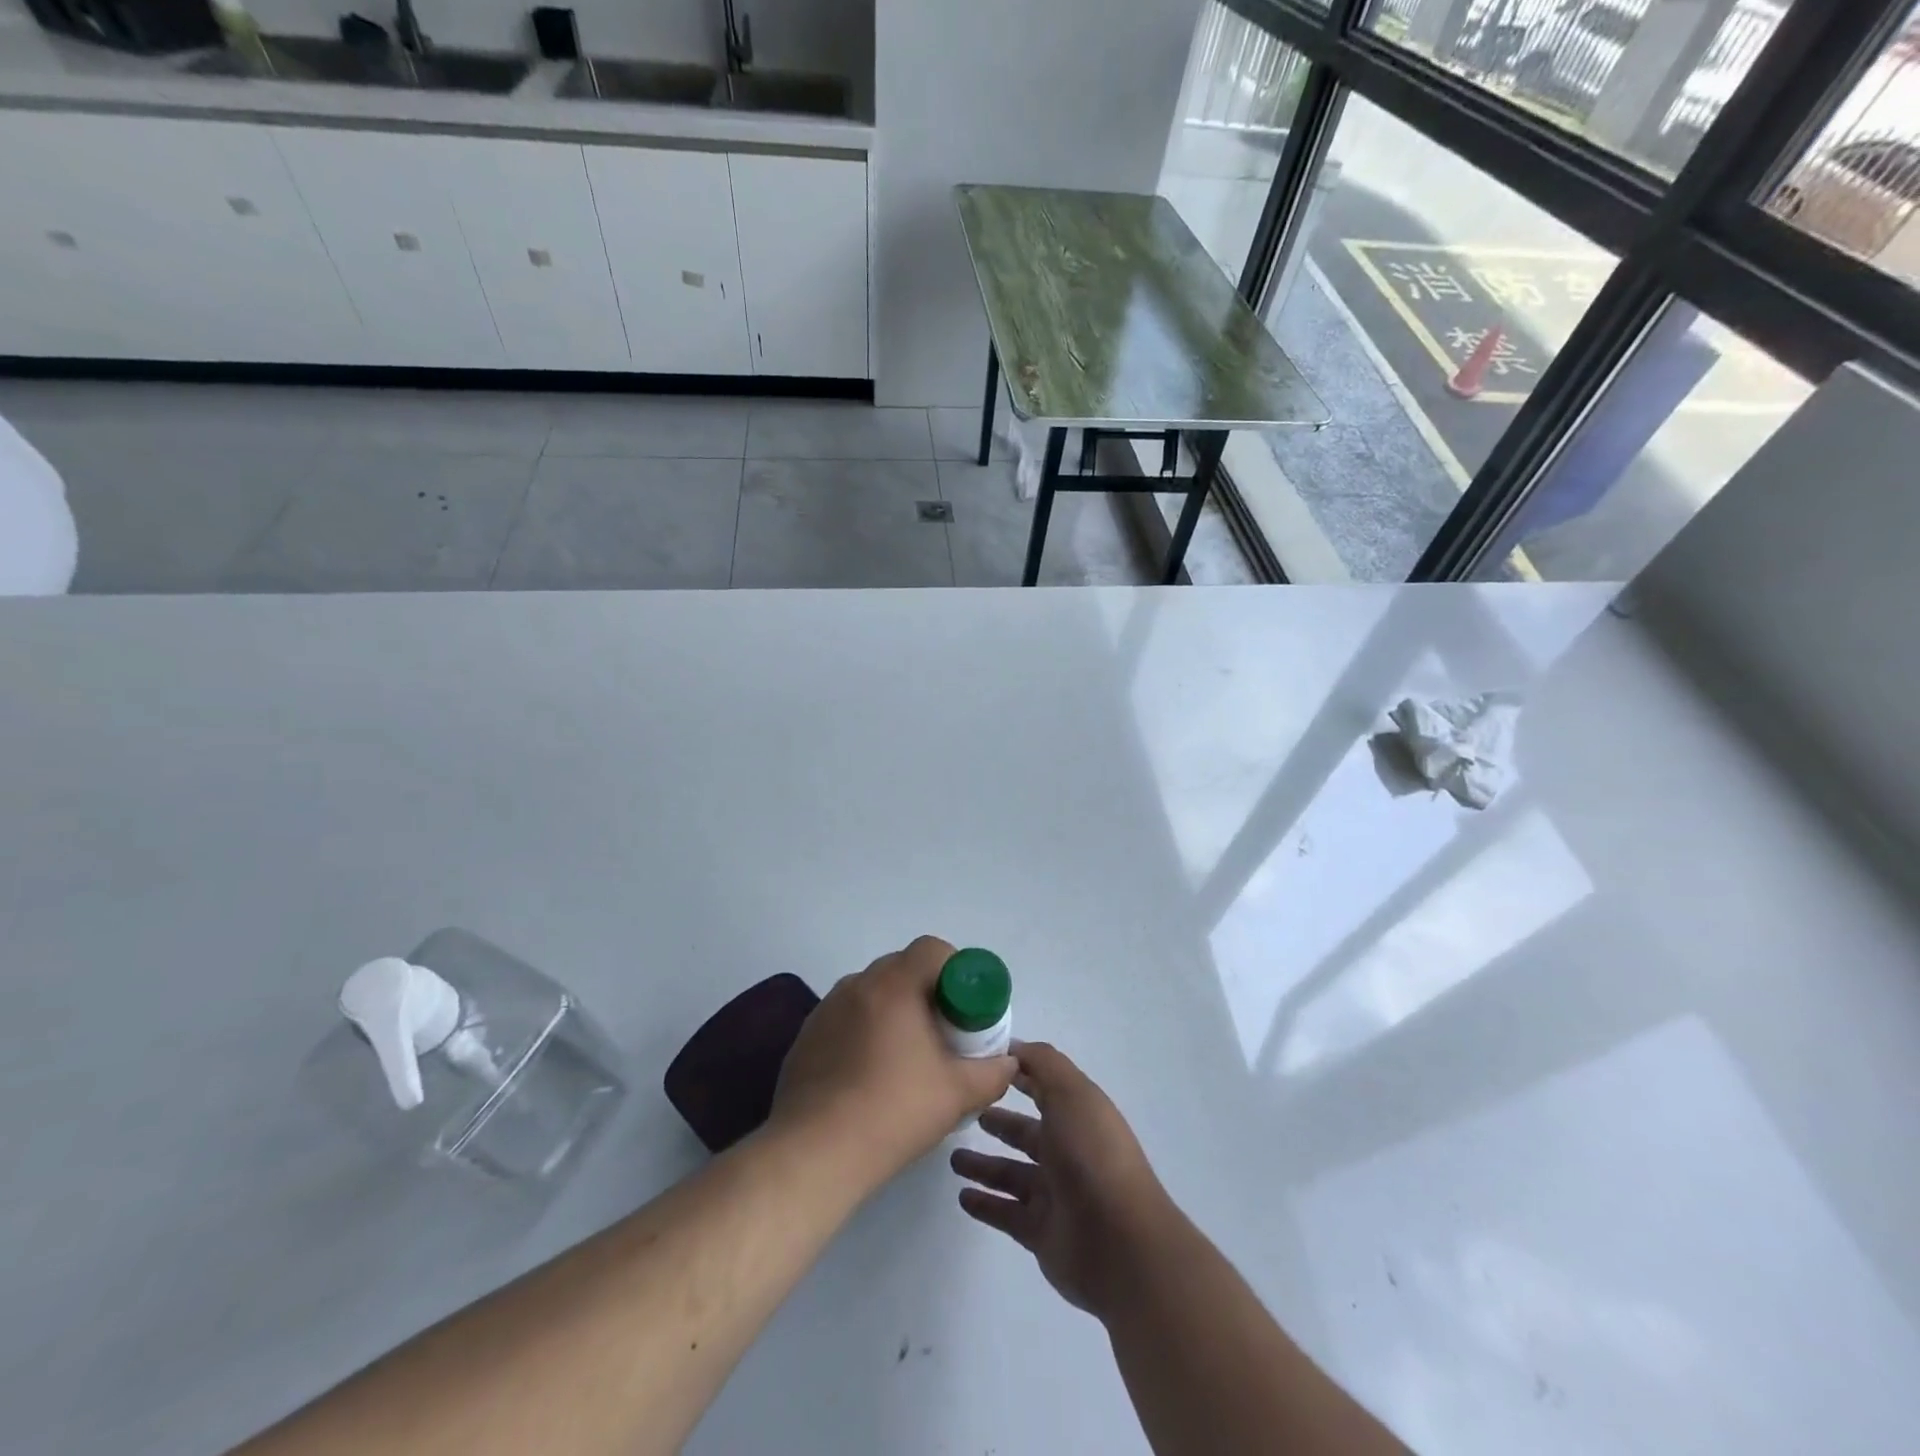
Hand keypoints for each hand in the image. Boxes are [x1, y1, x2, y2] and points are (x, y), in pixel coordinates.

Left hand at [771, 936, 1016, 1189]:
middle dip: (926, 992)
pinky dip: (864, 1032)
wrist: (815, 1153)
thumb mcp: (957, 1094)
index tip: (964, 1007)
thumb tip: (1008, 1062)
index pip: (931, 949)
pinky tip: (869, 1076)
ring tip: (905, 1058)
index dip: (955, 970)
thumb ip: (992, 1073)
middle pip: (901, 968)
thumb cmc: (893, 1112)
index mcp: (893, 985)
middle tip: (942, 1033)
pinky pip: (846, 1018)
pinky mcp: (806, 1037)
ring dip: (893, 1012)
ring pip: (872, 994)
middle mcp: (856, 985)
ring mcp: (825, 1009)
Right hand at [951, 1041, 1179, 1318]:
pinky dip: (985, 1205)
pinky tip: (962, 1197)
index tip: (982, 1065)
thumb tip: (1013, 1047)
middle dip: (999, 1122)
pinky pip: (1006, 1213)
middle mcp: (1068, 1151)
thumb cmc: (1092, 1155)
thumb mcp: (1071, 1093)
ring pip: (1011, 1174)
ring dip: (984, 1165)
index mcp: (1078, 1115)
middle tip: (965, 1114)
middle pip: (1026, 1133)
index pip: (1043, 1087)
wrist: (1120, 1243)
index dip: (1018, 1074)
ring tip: (953, 1159)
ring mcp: (1055, 1195)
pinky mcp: (1041, 1233)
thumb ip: (1042, 1063)